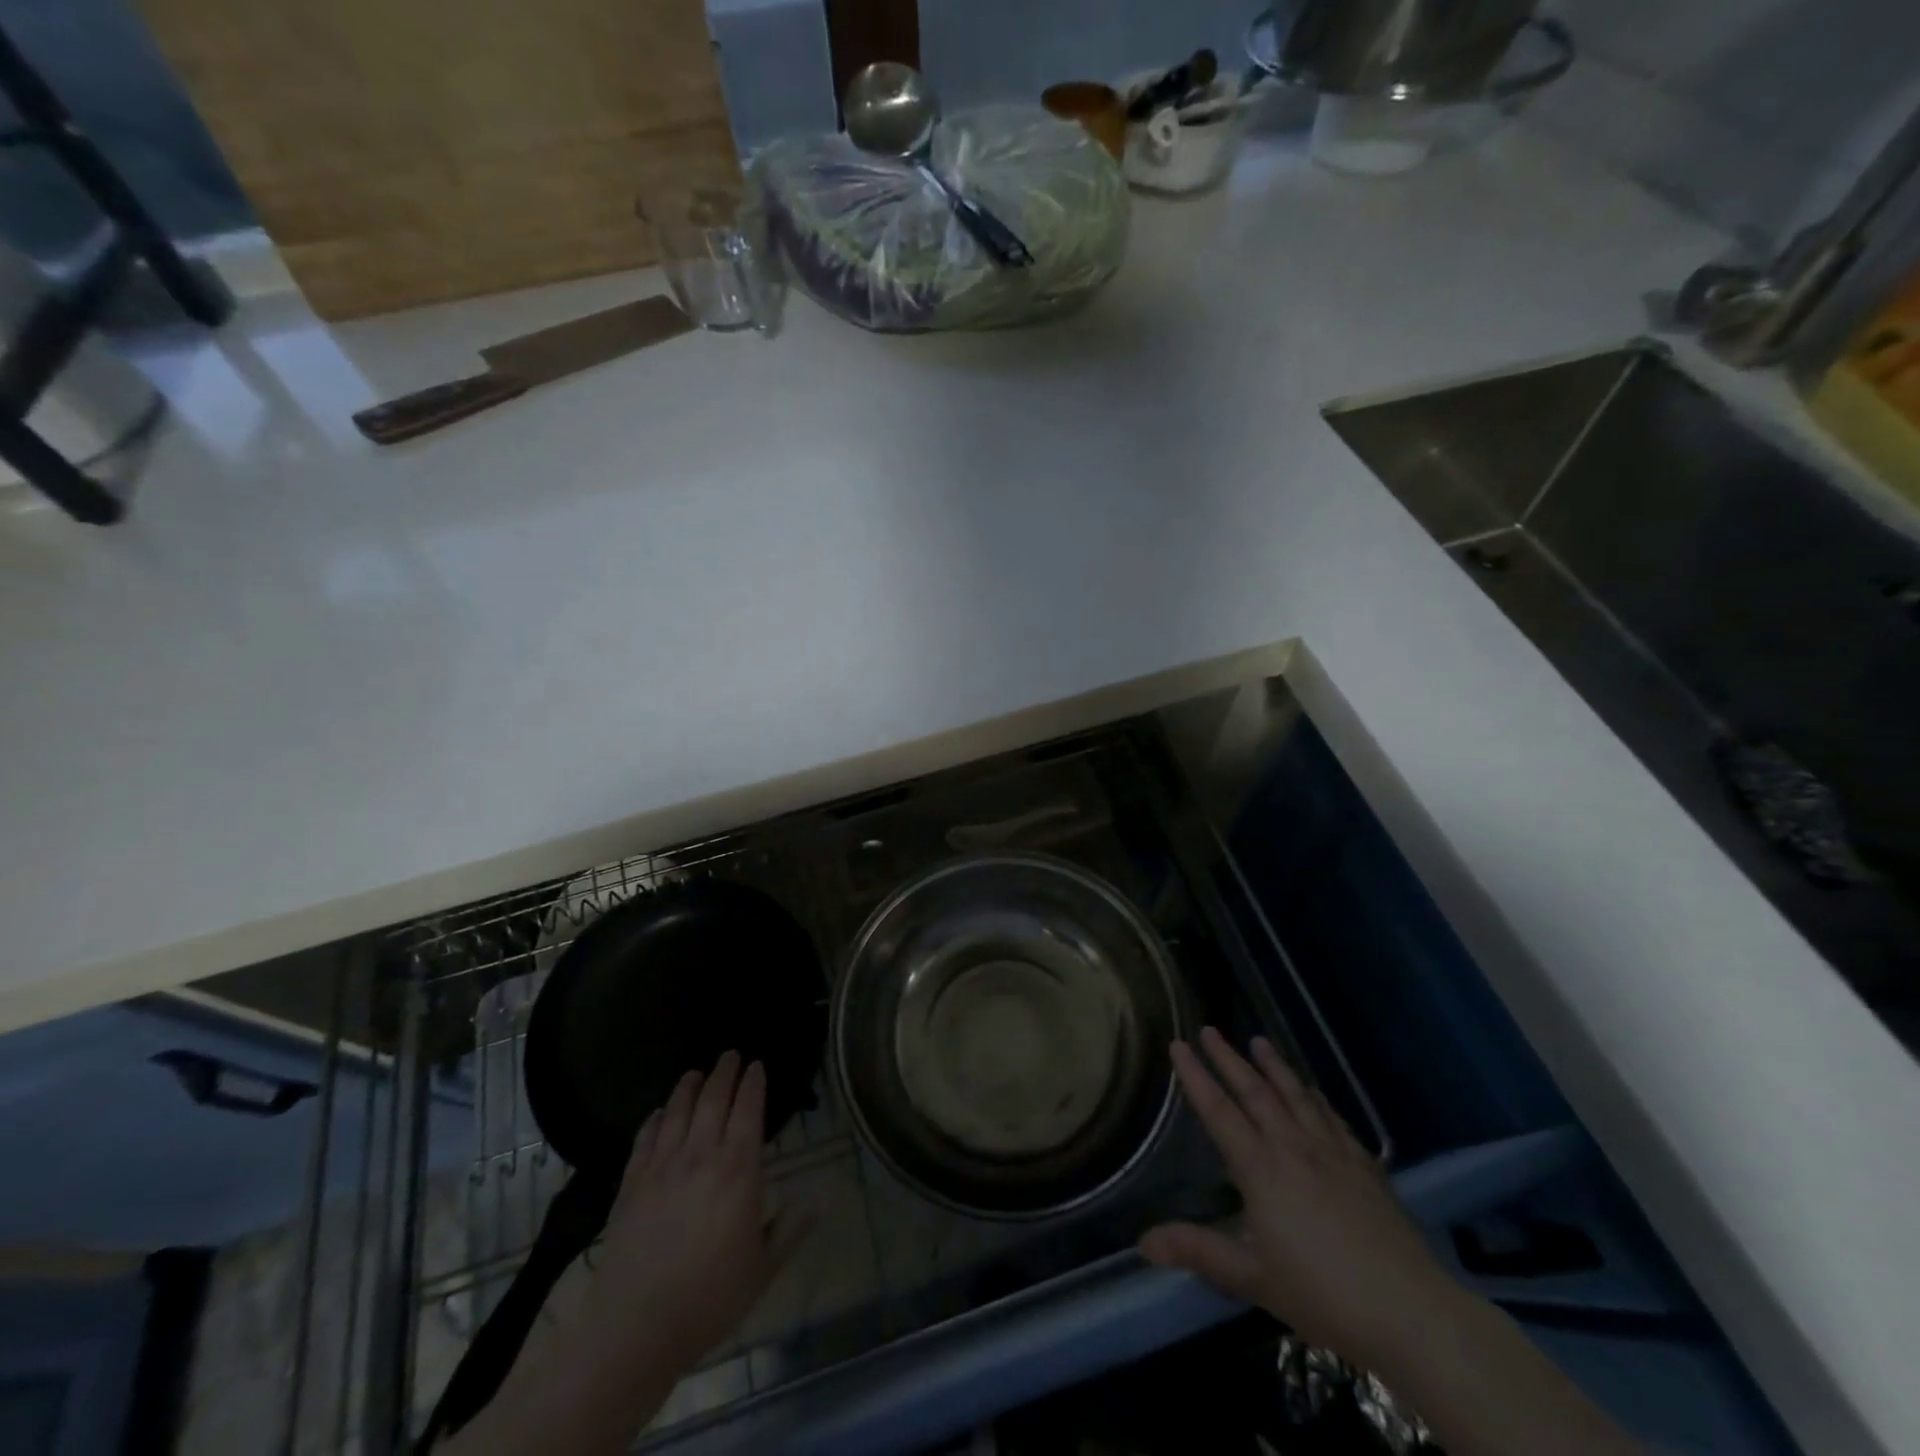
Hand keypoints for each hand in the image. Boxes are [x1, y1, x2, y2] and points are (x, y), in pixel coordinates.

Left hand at [580, 1050, 786, 1368]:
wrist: (636, 1328)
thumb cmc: (710, 1299)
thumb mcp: (763, 1267)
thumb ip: (791, 1228)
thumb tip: (820, 1199)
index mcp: (738, 1169)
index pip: (748, 1110)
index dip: (754, 1083)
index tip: (757, 1065)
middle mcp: (701, 1155)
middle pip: (713, 1100)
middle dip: (724, 1073)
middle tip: (730, 1055)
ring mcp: (662, 1167)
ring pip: (677, 1112)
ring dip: (688, 1087)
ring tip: (695, 1073)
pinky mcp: (631, 1185)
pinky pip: (644, 1139)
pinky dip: (654, 1119)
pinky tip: (658, 1113)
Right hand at [1140, 1027, 1460, 1372]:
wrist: (1411, 1312)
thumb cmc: (1323, 1295)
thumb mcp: (1252, 1278)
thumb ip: (1198, 1251)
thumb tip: (1143, 1241)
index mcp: (1260, 1168)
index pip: (1218, 1110)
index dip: (1195, 1076)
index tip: (1178, 1044)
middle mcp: (1293, 1147)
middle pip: (1255, 1091)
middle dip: (1228, 1058)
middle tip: (1209, 1029)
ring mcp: (1333, 1152)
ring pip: (1296, 1095)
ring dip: (1274, 1065)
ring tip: (1259, 1041)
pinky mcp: (1365, 1166)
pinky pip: (1333, 1118)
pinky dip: (1316, 1097)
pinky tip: (1313, 1091)